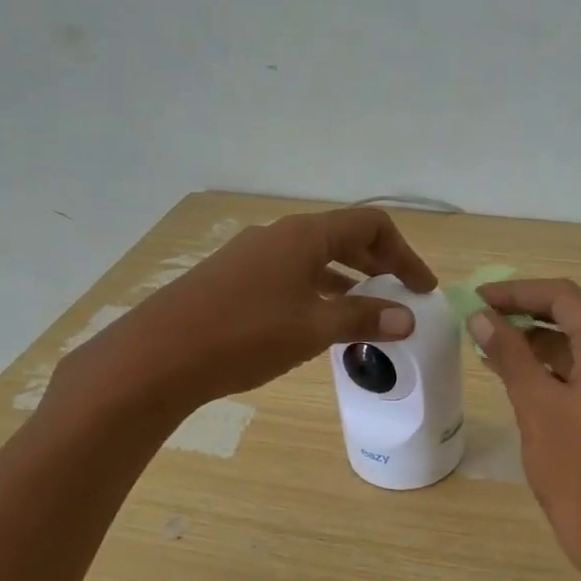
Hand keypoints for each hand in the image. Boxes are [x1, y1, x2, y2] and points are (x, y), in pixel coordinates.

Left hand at [47, 208, 436, 419]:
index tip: (421, 288)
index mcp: (305, 235)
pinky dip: (317, 290)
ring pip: (314, 258)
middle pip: (343, 237)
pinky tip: (318, 321)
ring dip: (347, 279)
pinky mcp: (232, 279)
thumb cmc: (246, 334)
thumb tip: (407, 317)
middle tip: (402, 296)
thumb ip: (363, 319)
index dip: (404, 254)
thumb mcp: (314, 328)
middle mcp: (279, 235)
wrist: (160, 354)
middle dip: (379, 264)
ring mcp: (251, 255)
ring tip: (367, 311)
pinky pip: (289, 274)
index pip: (370, 225)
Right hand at [469, 280, 580, 580]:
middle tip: (485, 314)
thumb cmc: (575, 471)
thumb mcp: (535, 407)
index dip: (519, 291)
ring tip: (492, 343)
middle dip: (530, 309)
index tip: (478, 298)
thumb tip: (481, 317)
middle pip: (578, 314)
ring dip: (541, 338)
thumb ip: (510, 355)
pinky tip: (520, 375)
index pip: (565, 298)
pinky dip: (555, 366)